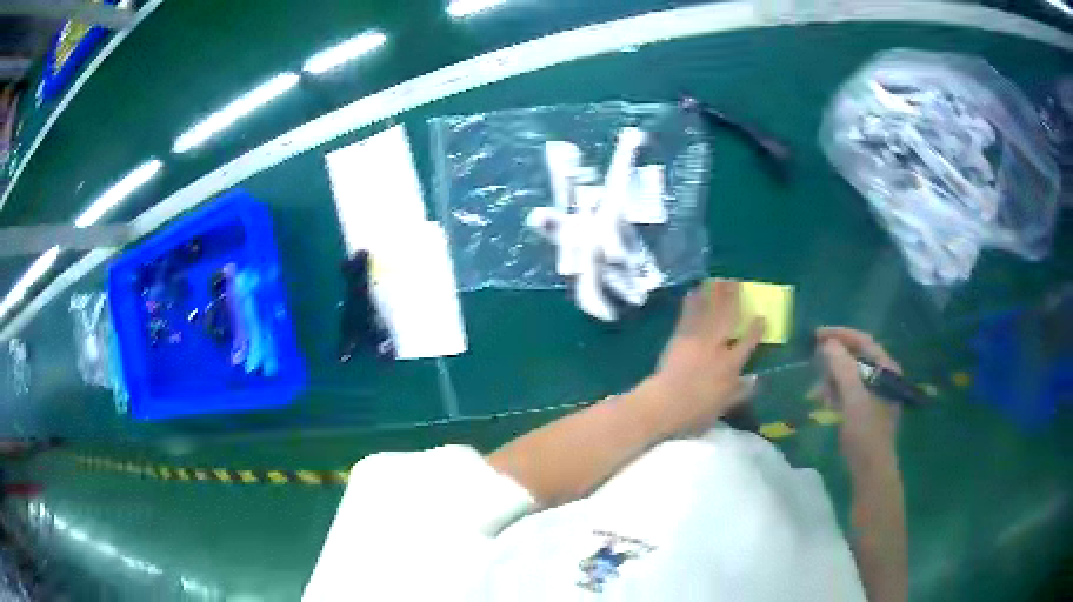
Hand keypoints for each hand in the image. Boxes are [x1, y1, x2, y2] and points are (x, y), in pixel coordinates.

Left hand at [638, 280, 764, 436]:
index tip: (761, 317)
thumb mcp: (723, 407)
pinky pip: (687, 316)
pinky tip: (694, 291)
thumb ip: (740, 392)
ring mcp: (697, 340)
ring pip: (709, 312)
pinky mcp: (679, 338)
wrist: (663, 405)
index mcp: (730, 365)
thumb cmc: (695, 413)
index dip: (756, 329)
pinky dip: (691, 302)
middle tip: (737, 283)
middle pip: (728, 318)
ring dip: (715, 294)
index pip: (748, 342)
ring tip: (720, 279)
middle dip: (733, 299)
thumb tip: (756, 379)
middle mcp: (717, 347)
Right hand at [815, 327, 901, 469]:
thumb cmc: (865, 431)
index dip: (839, 334)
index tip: (816, 335)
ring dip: (832, 378)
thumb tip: (828, 344)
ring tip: (816, 391)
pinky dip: (836, 392)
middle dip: (833, 359)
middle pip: (856, 357)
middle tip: (813, 363)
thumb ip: (841, 367)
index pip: (863, 340)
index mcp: (886, 368)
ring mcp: (876, 394)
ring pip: (851, 375)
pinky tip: (824, 402)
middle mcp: (884, 376)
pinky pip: (850, 391)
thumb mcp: (853, 397)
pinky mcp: (868, 409)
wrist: (871, 470)